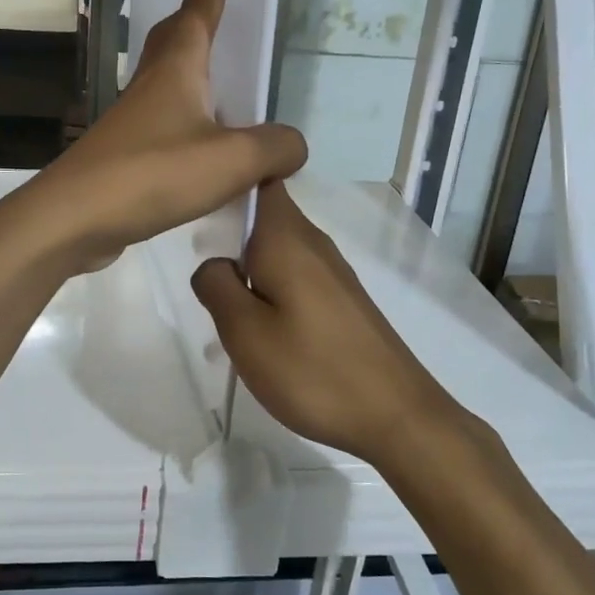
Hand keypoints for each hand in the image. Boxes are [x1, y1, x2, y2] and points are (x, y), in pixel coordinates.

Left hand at [22, 0, 306, 269]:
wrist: (73, 218)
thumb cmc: (153, 173)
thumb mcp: (232, 159)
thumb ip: (274, 147)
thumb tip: (292, 146)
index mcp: (177, 70)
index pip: (200, 9)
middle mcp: (151, 86)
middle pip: (174, 39)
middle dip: (196, 17)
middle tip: (217, 7)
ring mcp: (133, 121)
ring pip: (166, 82)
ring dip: (192, 73)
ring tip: (222, 84)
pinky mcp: (125, 156)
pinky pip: (165, 125)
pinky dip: (188, 122)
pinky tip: (203, 148)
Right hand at [190, 181, 454, 462]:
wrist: (397, 417)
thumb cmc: (312, 370)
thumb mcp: (244, 332)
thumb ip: (216, 286)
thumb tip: (212, 264)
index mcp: (286, 237)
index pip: (260, 177)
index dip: (228, 179)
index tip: (198, 206)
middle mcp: (312, 243)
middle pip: (262, 217)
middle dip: (228, 238)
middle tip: (204, 280)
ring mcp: (332, 272)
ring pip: (275, 253)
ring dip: (247, 274)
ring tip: (227, 318)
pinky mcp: (342, 300)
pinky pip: (294, 279)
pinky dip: (271, 295)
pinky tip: (264, 337)